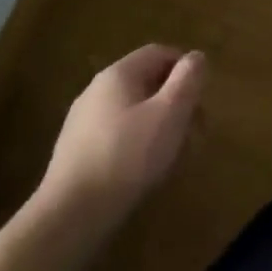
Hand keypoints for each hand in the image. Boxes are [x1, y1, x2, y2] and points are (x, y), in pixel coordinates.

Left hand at [37, 45, 204, 227]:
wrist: (69, 217)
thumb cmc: (127, 156)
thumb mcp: (170, 113)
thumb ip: (188, 79)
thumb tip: (196, 57)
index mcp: (118, 74)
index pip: (159, 53)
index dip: (186, 69)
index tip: (202, 96)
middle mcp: (96, 91)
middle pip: (147, 83)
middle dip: (175, 103)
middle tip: (194, 131)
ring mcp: (82, 124)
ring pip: (133, 112)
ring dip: (159, 126)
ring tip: (174, 157)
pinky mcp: (75, 154)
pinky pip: (117, 137)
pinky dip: (138, 145)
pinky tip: (145, 173)